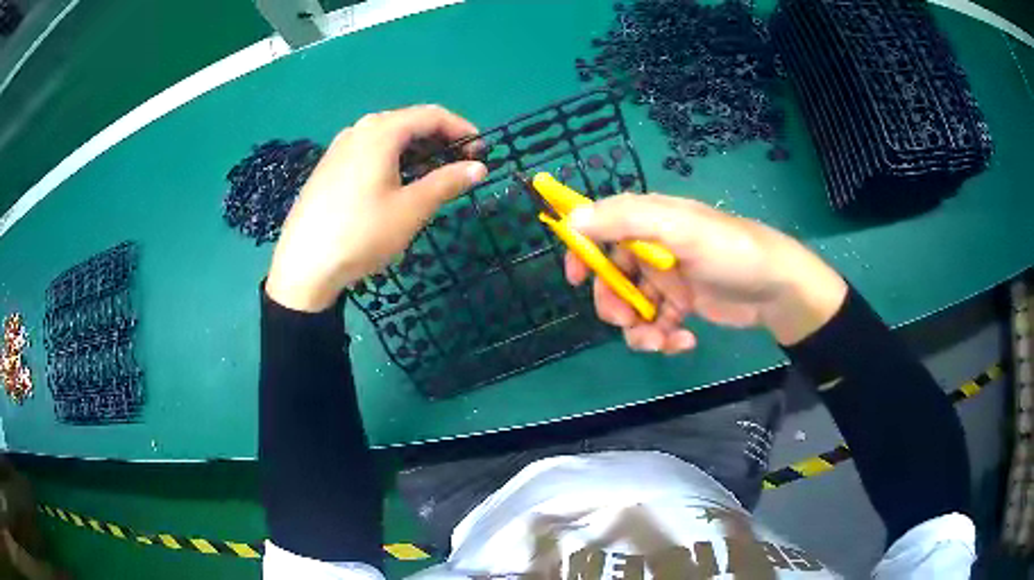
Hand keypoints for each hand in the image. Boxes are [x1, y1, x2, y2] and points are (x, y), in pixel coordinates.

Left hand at [266, 105, 486, 311]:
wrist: (303, 267)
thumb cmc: (361, 234)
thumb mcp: (411, 209)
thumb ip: (447, 182)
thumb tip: (479, 168)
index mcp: (381, 132)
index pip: (431, 115)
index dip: (462, 130)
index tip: (482, 151)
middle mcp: (359, 129)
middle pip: (409, 122)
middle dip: (440, 141)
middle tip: (461, 167)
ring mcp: (340, 147)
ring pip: (388, 138)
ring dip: (418, 152)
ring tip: (434, 178)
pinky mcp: (330, 166)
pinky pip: (370, 151)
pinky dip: (394, 160)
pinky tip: (399, 184)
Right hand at [566, 194, 847, 352]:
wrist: (778, 290)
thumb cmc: (731, 252)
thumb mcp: (681, 229)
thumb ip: (626, 220)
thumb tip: (571, 220)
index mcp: (651, 221)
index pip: (602, 228)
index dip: (583, 251)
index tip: (574, 279)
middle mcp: (654, 248)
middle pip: (612, 276)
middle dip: (614, 303)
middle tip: (627, 321)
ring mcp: (668, 280)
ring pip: (632, 307)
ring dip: (639, 329)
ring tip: (661, 341)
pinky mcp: (682, 307)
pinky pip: (657, 325)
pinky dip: (664, 338)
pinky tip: (685, 341)